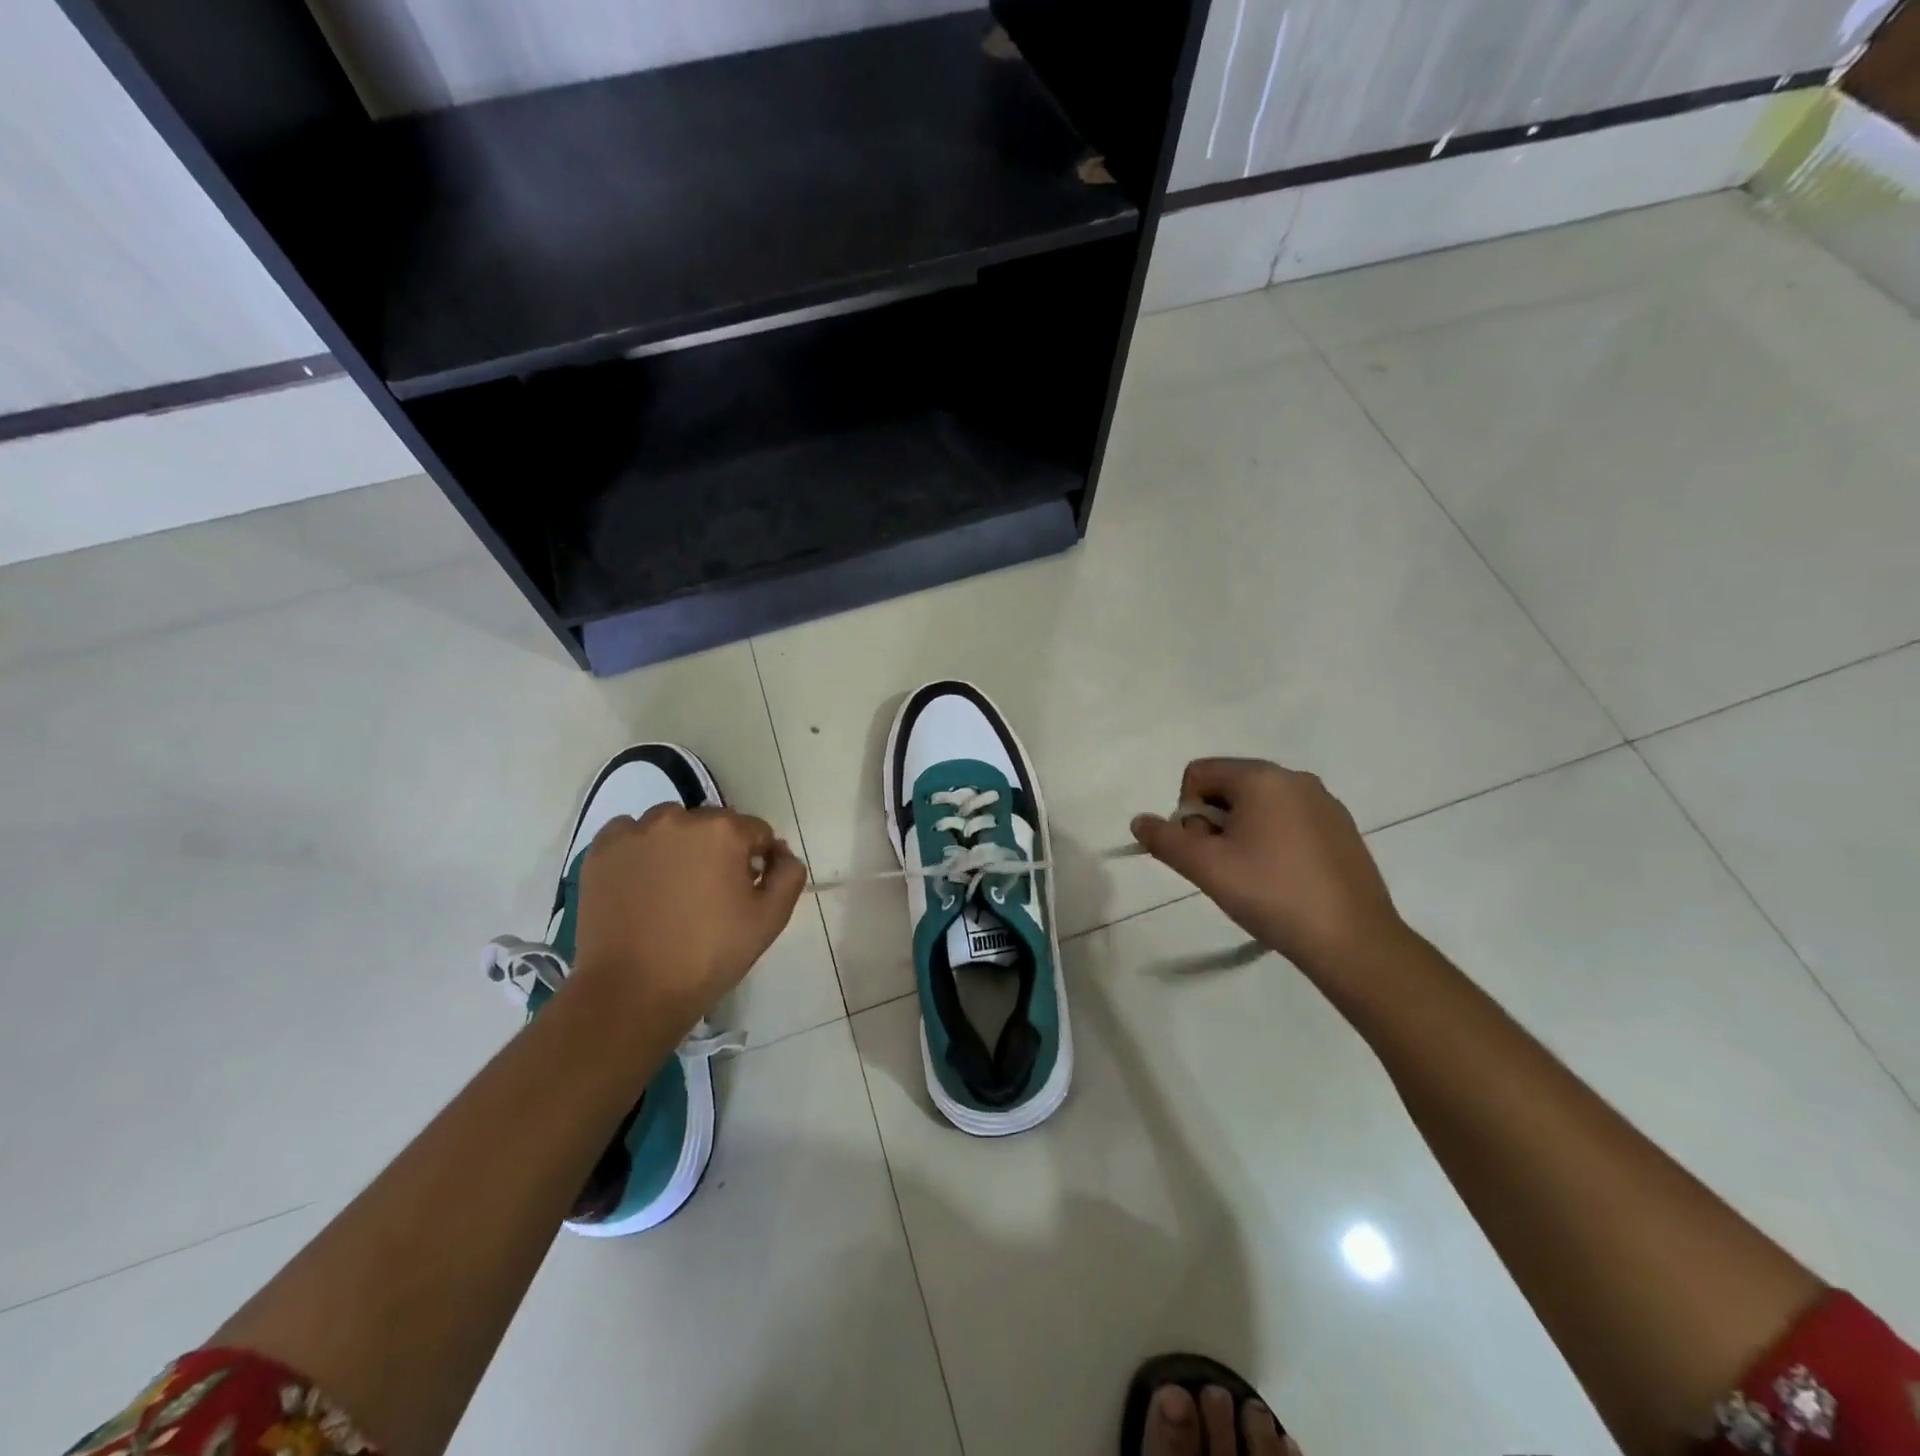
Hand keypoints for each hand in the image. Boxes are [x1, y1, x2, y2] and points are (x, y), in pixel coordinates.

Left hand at [567, 804, 806, 1036]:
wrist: (632, 991)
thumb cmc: (709, 955)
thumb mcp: (770, 919)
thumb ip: (788, 875)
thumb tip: (781, 853)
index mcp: (723, 831)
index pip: (756, 832)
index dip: (759, 860)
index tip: (750, 890)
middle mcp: (678, 819)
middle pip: (713, 825)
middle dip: (720, 851)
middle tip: (712, 895)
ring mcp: (635, 833)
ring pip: (670, 826)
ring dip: (680, 846)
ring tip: (674, 888)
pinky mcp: (601, 851)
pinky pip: (629, 835)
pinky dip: (640, 850)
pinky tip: (642, 882)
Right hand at [1131, 758, 1406, 977]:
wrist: (1351, 939)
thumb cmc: (1271, 894)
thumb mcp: (1206, 867)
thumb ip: (1165, 839)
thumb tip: (1139, 821)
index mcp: (1261, 777)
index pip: (1199, 773)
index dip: (1187, 811)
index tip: (1202, 850)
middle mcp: (1295, 778)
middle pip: (1229, 786)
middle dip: (1214, 821)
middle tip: (1225, 866)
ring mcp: (1324, 802)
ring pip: (1259, 804)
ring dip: (1243, 832)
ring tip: (1254, 875)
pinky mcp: (1342, 828)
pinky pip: (1290, 820)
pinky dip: (1274, 840)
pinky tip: (1283, 878)